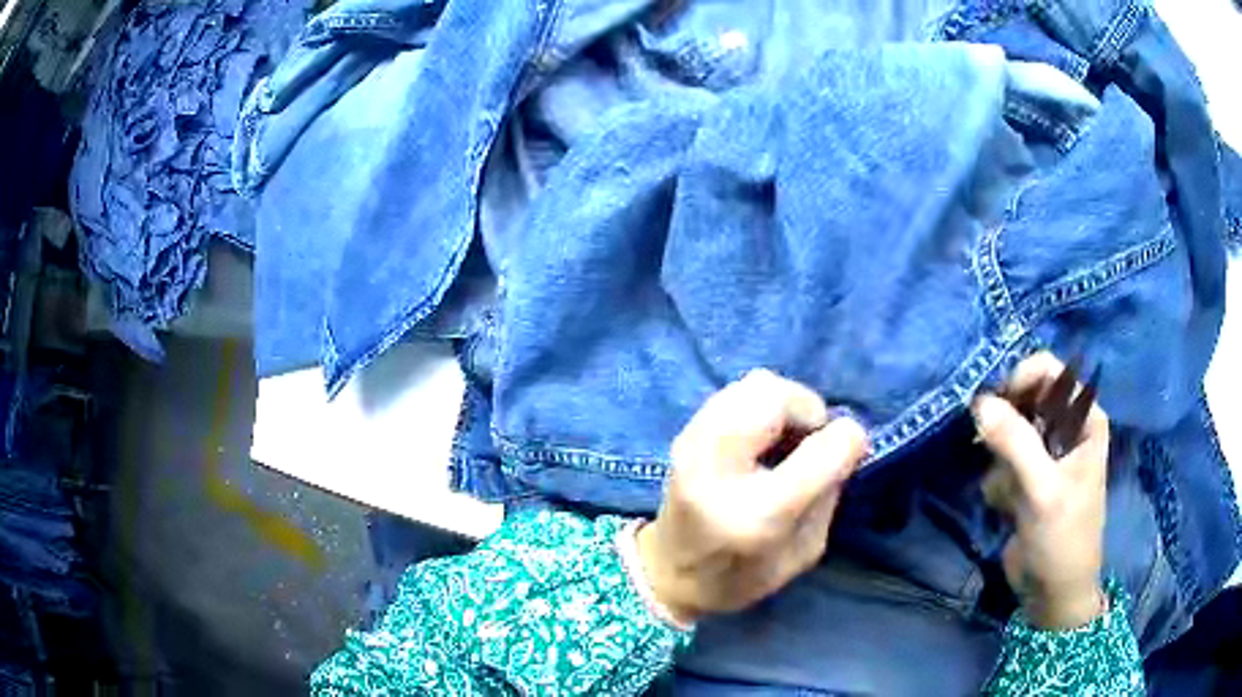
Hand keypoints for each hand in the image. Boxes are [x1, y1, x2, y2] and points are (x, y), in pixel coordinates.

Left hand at [636, 369, 867, 624]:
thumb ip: (829, 494)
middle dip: (809, 409)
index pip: (819, 451)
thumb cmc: (741, 577)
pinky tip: (761, 435)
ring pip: (755, 384)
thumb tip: (844, 438)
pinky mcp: (683, 433)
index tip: (851, 447)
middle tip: (811, 440)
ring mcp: (693, 446)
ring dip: (784, 404)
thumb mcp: (803, 553)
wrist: (667, 574)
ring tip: (786, 437)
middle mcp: (719, 471)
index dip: (847, 439)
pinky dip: (760, 404)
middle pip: (775, 396)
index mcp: (758, 516)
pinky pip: (735, 392)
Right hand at [972, 352, 1109, 629]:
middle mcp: (1066, 427)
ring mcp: (1045, 454)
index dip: (1021, 379)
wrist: (1052, 592)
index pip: (1049, 371)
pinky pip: (1000, 462)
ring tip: (1010, 493)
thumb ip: (1015, 443)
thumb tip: (978, 402)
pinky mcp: (1026, 478)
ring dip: (1000, 461)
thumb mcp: (1042, 490)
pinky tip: (1006, 507)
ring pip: (1007, 432)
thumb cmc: (1062, 537)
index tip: (995, 405)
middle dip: (1006, 426)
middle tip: (992, 449)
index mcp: (1084, 418)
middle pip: (1024, 398)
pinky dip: (998, 482)